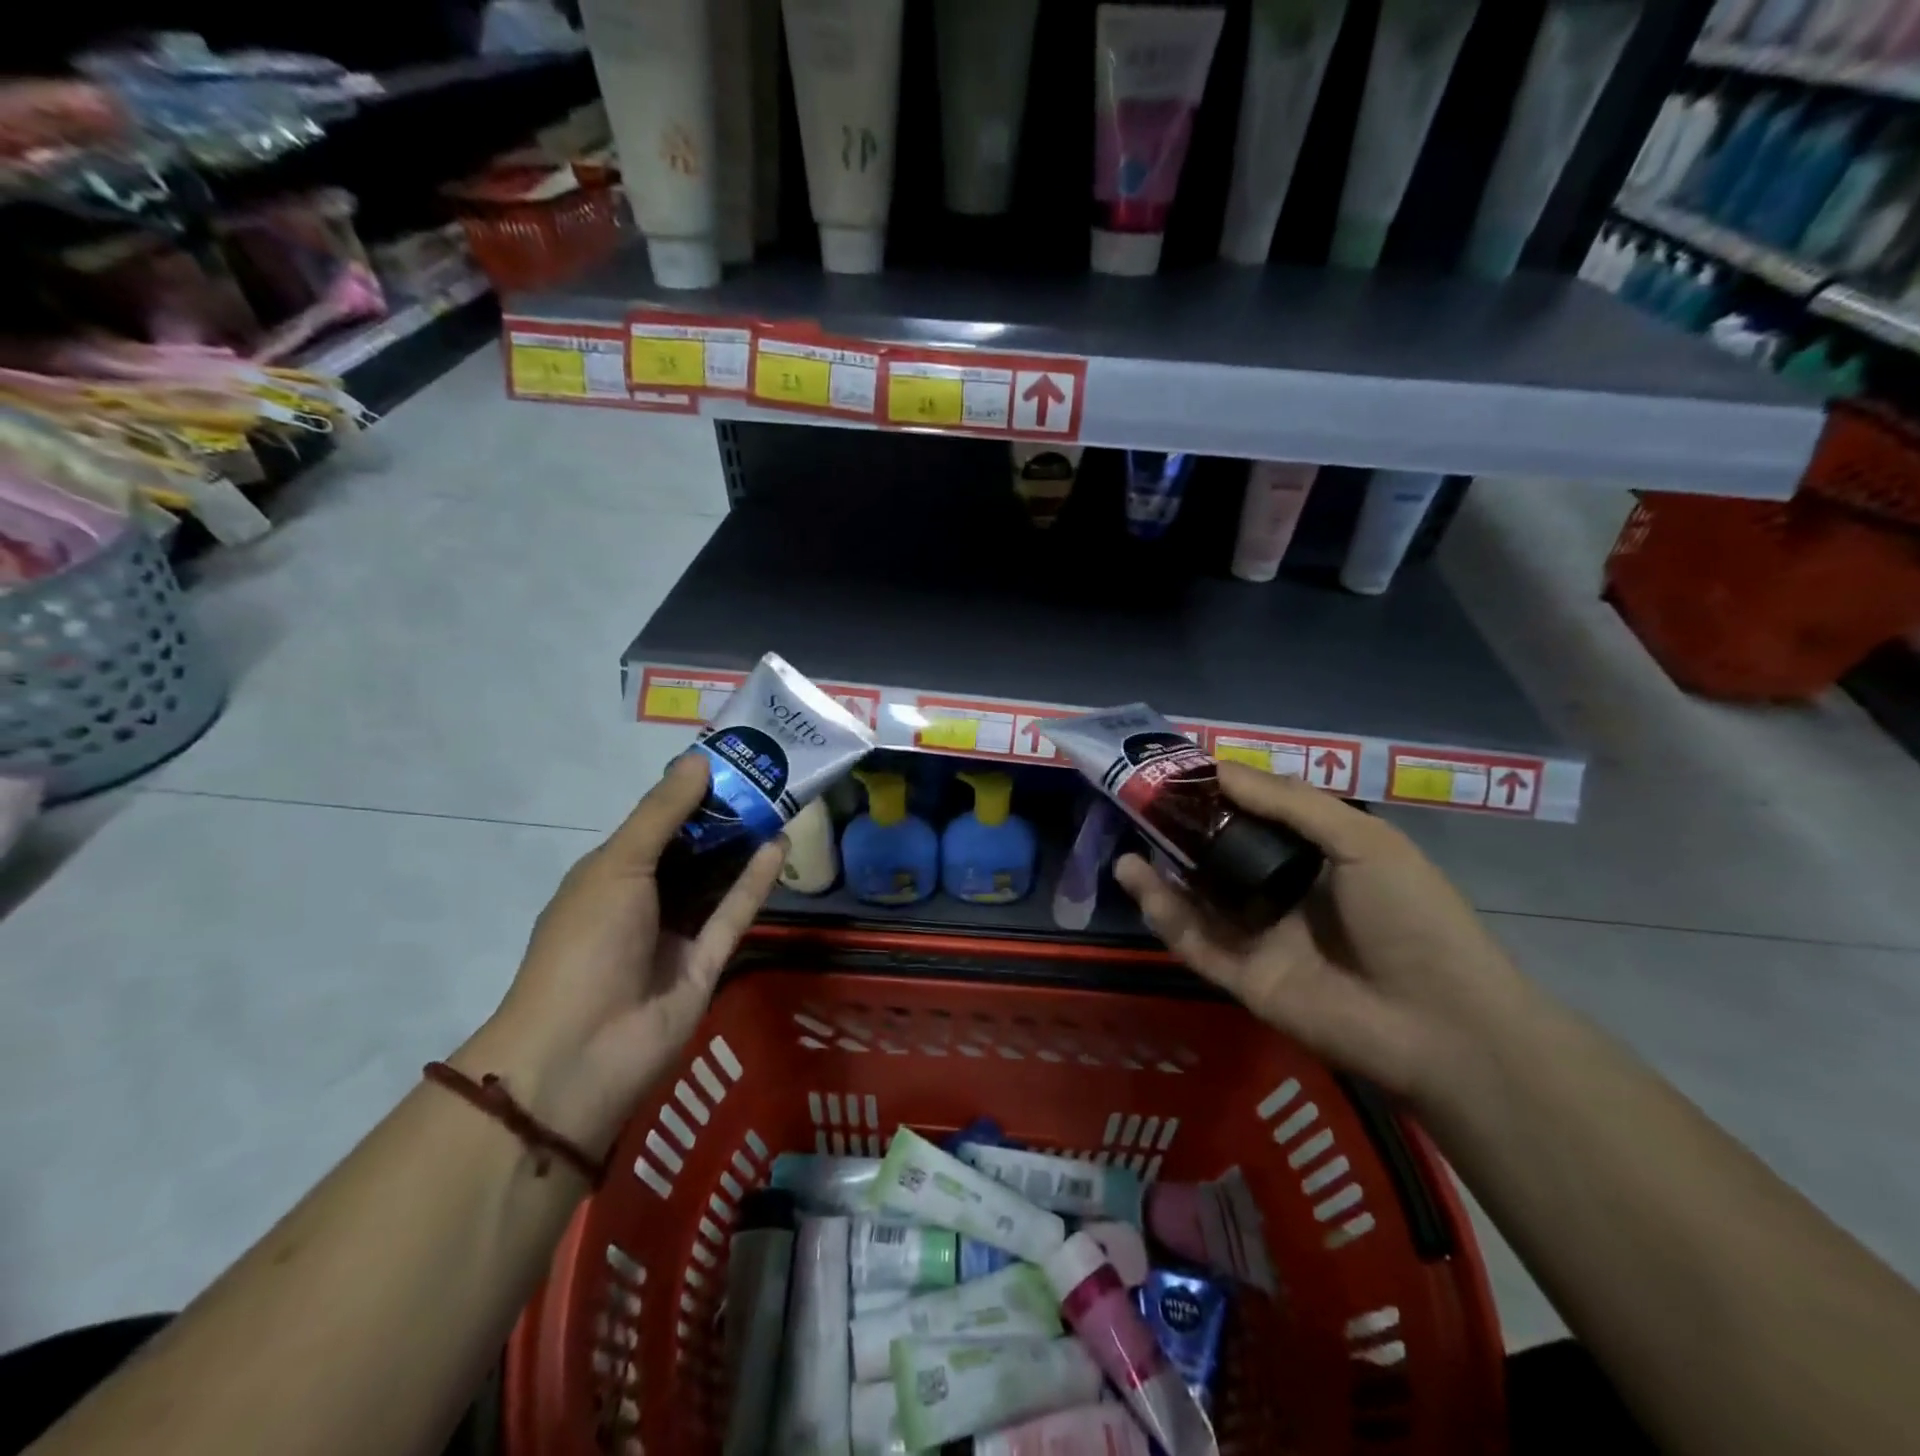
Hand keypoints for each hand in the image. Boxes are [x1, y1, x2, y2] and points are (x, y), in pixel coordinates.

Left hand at [457, 755, 785, 1157]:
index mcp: (611, 874)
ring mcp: (677, 933)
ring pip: (717, 881)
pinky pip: (733, 914)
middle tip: (768, 781)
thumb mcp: (618, 865)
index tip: (732, 763)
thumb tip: (699, 761)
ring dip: (744, 847)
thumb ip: (662, 815)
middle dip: (725, 818)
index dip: (691, 793)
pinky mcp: (707, 963)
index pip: (657, 824)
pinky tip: (780, 846)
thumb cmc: (586, 942)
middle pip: (692, 851)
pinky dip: (755, 882)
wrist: (581, 1051)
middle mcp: (645, 900)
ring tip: (782, 806)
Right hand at [1113, 761, 1529, 1100]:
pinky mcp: (1243, 979)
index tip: (1177, 775)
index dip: (1217, 798)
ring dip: (1160, 876)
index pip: (1254, 821)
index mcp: (1316, 860)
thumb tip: (1220, 768)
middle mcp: (1282, 895)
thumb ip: (1290, 803)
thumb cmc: (1411, 916)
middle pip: (1219, 861)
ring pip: (1198, 903)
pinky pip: (1195, 942)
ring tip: (1127, 848)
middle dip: (1180, 837)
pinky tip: (1138, 882)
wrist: (1443, 1024)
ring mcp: (1260, 940)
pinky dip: (1164, 914)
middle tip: (1140, 810)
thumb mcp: (1362, 840)